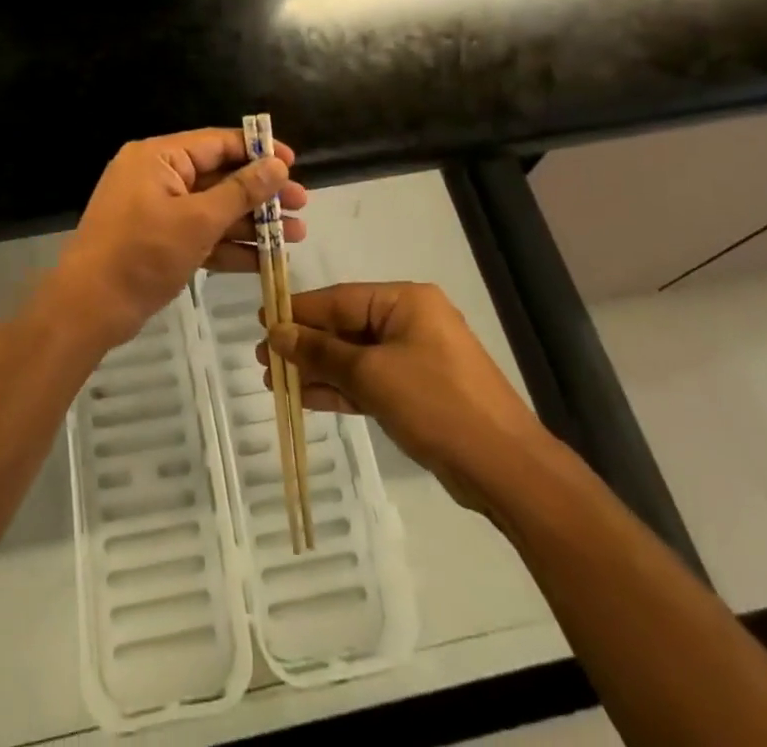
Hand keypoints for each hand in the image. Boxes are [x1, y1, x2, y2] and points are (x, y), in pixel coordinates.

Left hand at [55, 129, 307, 348]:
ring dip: (252, 222)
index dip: (257, 151)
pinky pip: (200, 234)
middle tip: (302, 205)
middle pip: (219, 176)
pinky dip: (229, 245)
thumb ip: (241, 191)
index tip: (293, 164)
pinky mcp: (158, 240)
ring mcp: (156, 210)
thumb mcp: (198, 221)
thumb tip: (276, 164)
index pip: (217, 143)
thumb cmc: (142, 254)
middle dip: (261, 193)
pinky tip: (265, 260)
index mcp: (159, 157)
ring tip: (296, 235)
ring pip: (213, 208)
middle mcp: (157, 176)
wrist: (88, 309)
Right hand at [262, 281, 549, 518]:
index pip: (340, 299)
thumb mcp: (372, 374)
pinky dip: (342, 389)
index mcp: (406, 301)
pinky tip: (307, 398)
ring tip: (276, 381)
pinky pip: (370, 381)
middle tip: (264, 360)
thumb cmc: (436, 404)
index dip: (299, 311)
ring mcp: (416, 358)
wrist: (505, 468)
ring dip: (319, 369)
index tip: (262, 320)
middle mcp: (410, 321)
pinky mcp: (418, 392)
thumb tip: (278, 332)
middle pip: (346, 327)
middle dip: (305, 345)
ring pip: (355, 357)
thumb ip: (321, 352)